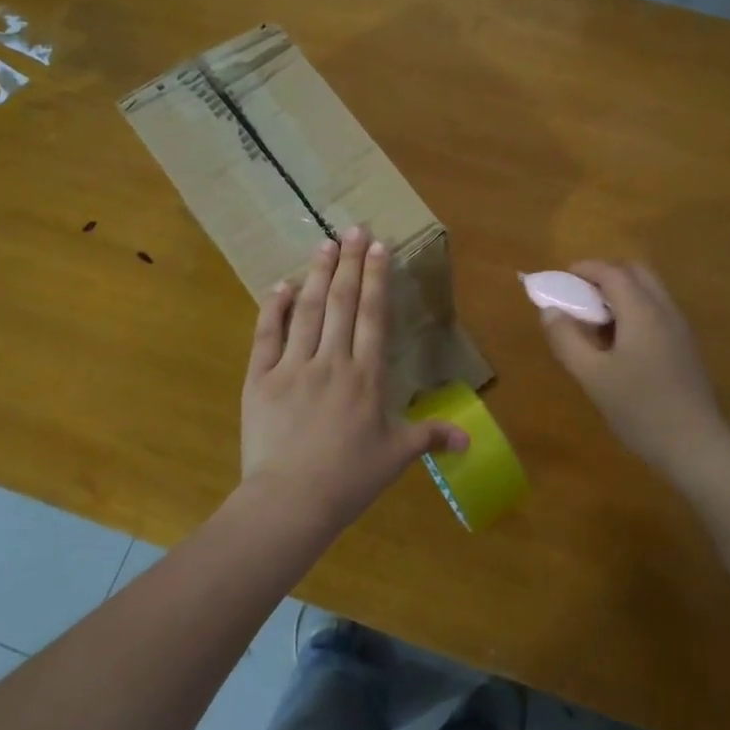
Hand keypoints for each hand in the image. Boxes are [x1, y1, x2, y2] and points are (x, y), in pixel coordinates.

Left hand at [242, 227, 467, 529]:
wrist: (290, 501)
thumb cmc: (349, 479)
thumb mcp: (395, 457)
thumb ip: (430, 437)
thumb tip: (469, 439)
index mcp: (366, 376)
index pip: (374, 316)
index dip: (377, 278)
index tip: (380, 247)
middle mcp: (332, 361)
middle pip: (343, 302)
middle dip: (351, 262)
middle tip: (355, 228)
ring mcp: (293, 367)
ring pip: (308, 310)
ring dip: (318, 274)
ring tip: (324, 242)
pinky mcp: (260, 379)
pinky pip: (267, 335)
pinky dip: (273, 308)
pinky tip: (282, 285)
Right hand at [539, 261, 729, 479]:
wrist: (695, 445)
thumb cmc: (639, 408)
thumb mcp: (592, 376)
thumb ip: (567, 339)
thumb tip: (550, 311)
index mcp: (642, 311)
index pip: (612, 272)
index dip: (584, 269)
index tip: (560, 279)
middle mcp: (665, 311)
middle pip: (636, 273)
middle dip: (604, 275)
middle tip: (578, 296)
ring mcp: (679, 329)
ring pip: (649, 292)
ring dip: (620, 294)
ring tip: (593, 322)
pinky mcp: (685, 348)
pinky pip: (656, 313)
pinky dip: (633, 311)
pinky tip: (617, 344)